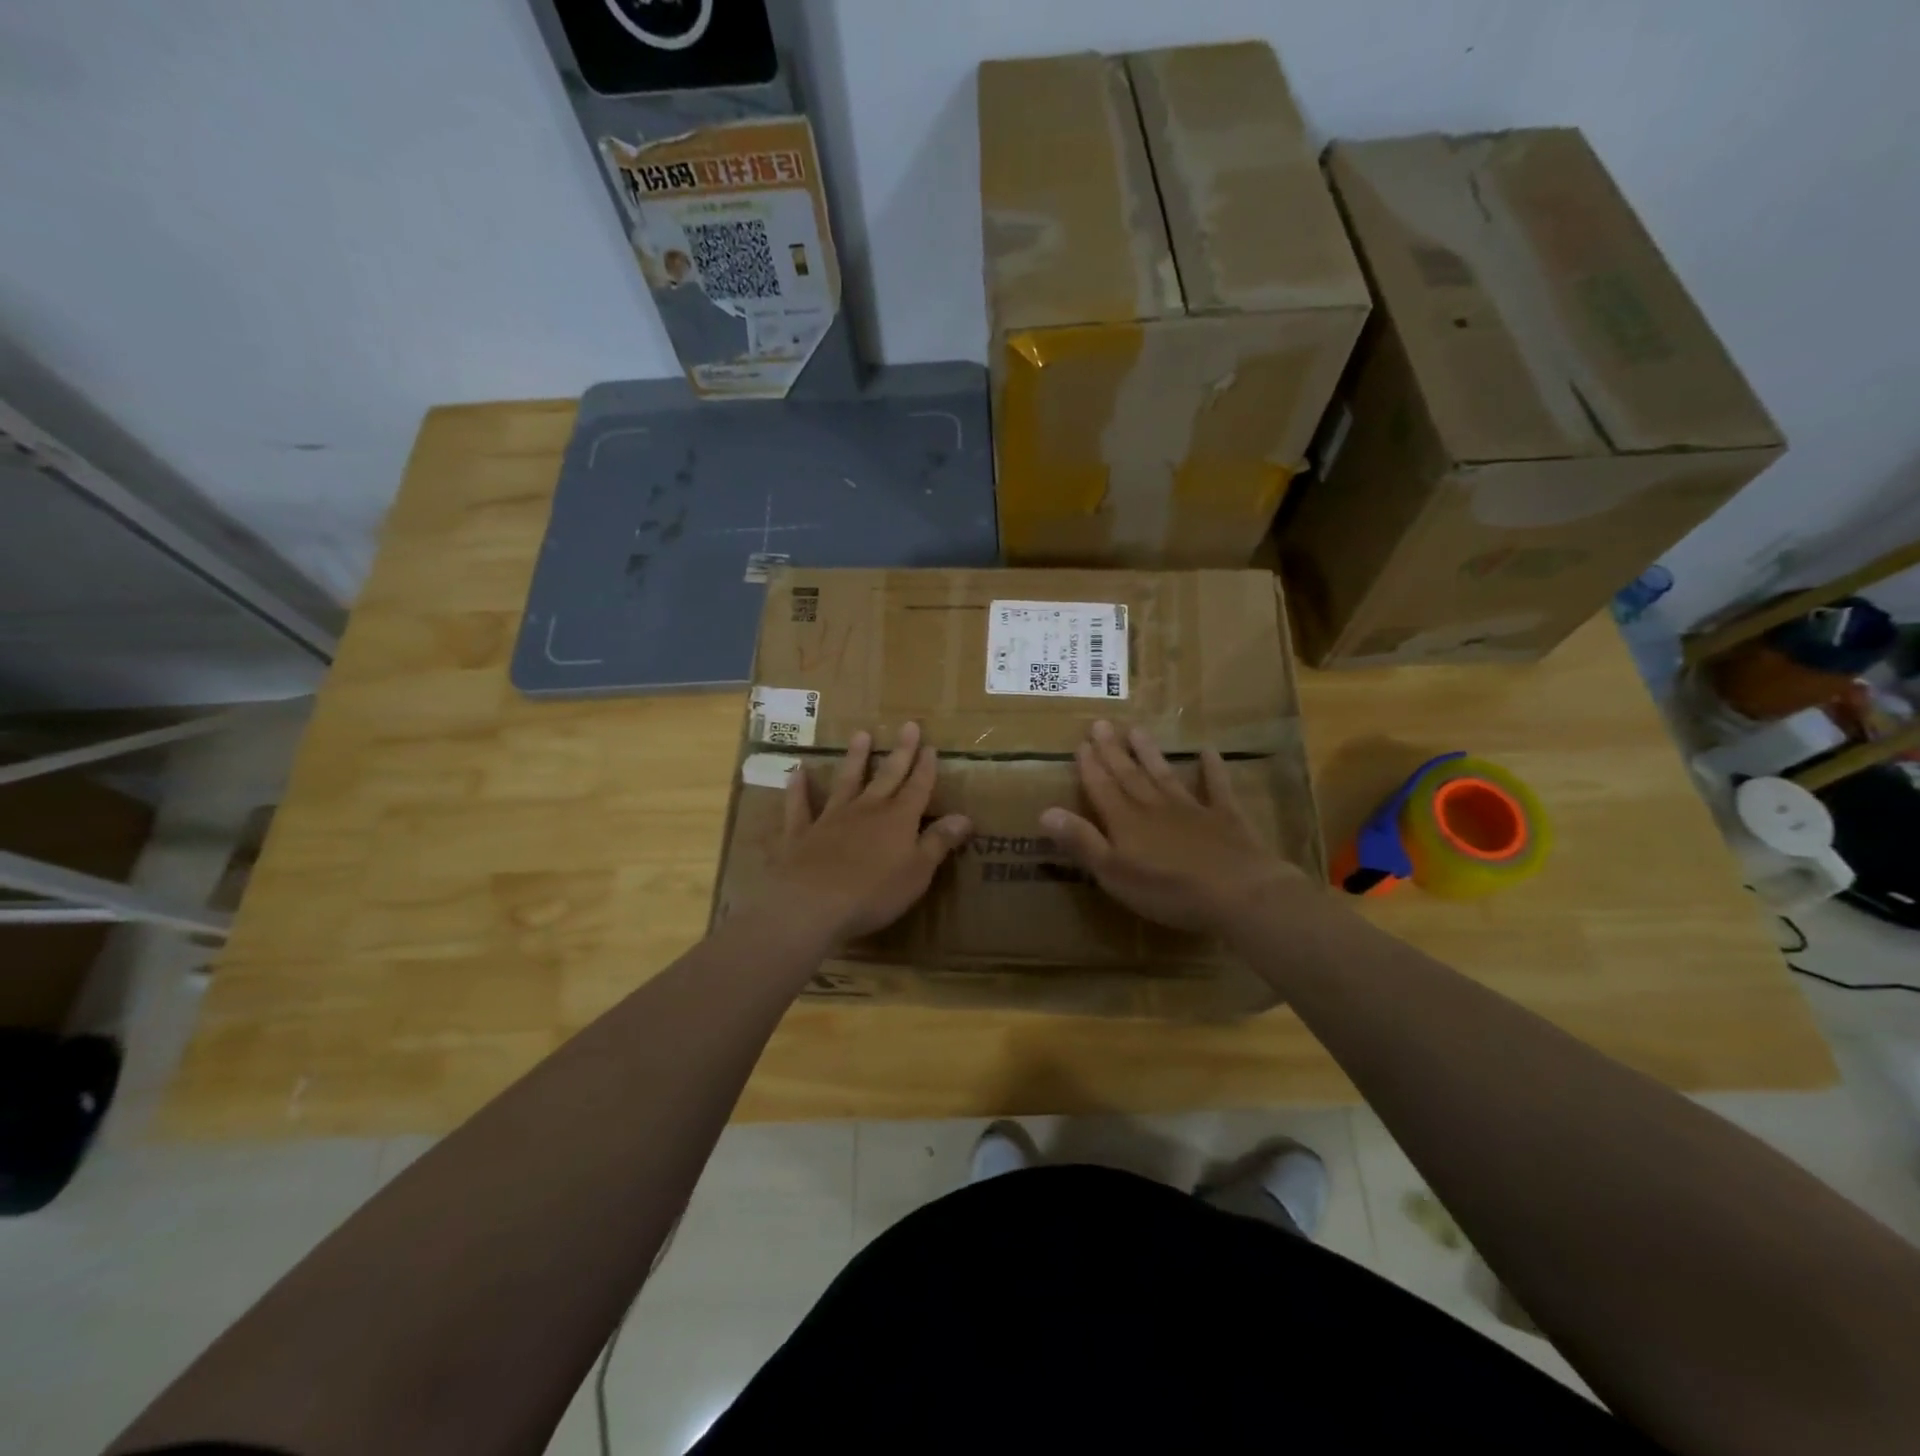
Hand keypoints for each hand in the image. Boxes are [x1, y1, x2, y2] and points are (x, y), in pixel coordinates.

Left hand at [763, 721, 972, 945]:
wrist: (812, 905)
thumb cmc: (874, 893)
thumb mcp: (918, 872)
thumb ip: (938, 842)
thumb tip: (965, 817)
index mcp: (898, 820)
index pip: (917, 788)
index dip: (925, 768)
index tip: (931, 746)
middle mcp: (866, 810)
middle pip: (887, 776)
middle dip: (900, 752)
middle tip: (908, 725)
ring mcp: (831, 818)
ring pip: (846, 781)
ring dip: (855, 758)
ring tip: (860, 734)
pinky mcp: (801, 833)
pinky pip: (800, 806)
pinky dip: (798, 788)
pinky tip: (797, 772)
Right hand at [1041, 721, 1302, 934]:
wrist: (1238, 893)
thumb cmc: (1168, 890)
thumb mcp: (1113, 873)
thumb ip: (1082, 841)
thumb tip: (1045, 812)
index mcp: (1126, 822)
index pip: (1102, 788)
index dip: (1090, 767)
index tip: (1080, 743)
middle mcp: (1154, 807)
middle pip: (1129, 775)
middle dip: (1113, 751)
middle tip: (1101, 724)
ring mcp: (1192, 809)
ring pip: (1164, 774)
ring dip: (1149, 753)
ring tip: (1137, 729)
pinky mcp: (1225, 818)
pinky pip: (1216, 787)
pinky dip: (1211, 769)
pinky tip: (1208, 751)